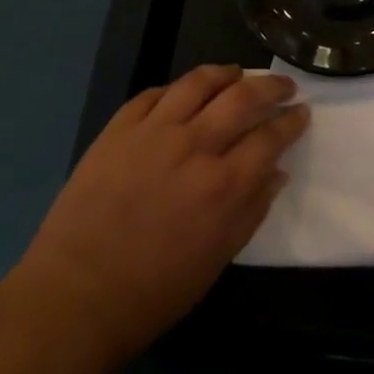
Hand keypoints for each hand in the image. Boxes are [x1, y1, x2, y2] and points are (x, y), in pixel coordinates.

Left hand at [19, 65, 307, 370]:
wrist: (72, 300)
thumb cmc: (151, 295)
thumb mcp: (215, 262)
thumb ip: (251, 212)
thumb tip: (278, 173)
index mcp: (222, 185)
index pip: (270, 137)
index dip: (291, 121)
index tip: (302, 112)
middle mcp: (194, 146)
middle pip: (243, 97)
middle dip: (271, 86)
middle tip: (284, 85)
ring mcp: (153, 132)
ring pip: (199, 82)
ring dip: (226, 73)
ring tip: (238, 74)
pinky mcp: (118, 129)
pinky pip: (154, 93)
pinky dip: (177, 88)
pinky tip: (185, 92)